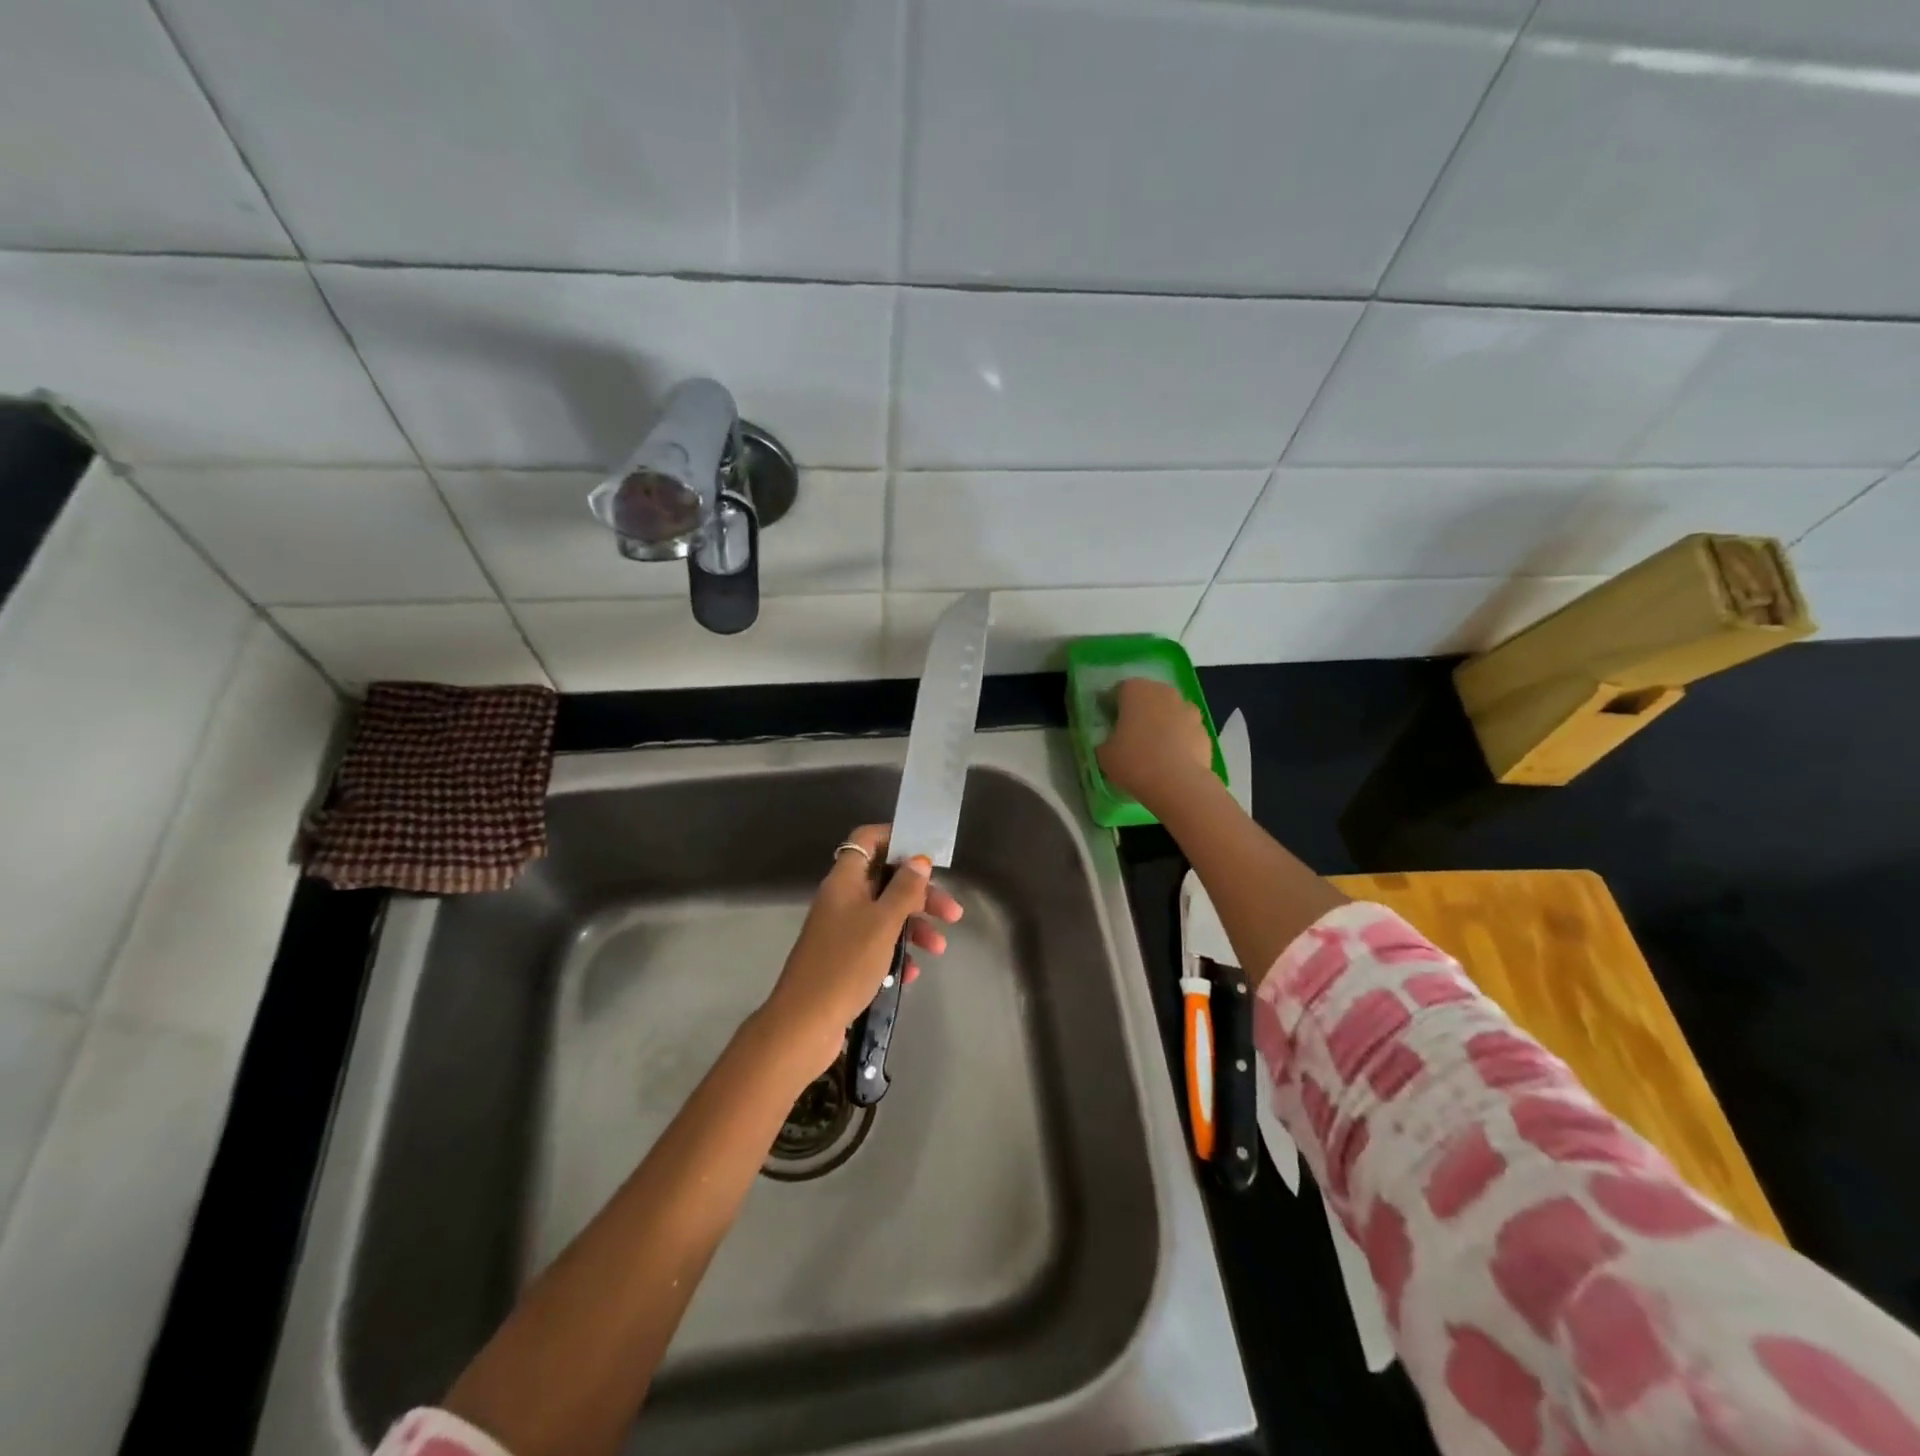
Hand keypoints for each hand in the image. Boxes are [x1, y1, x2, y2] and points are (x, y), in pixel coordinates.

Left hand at [760, 823, 964, 1078]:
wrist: (804, 1024)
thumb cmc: (845, 964)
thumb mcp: (883, 923)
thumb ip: (904, 889)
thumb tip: (919, 860)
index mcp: (844, 880)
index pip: (868, 840)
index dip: (896, 838)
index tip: (927, 853)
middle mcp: (841, 899)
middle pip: (885, 880)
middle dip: (920, 894)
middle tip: (951, 913)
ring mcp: (841, 930)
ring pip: (884, 914)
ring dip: (914, 926)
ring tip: (938, 949)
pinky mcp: (843, 959)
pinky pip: (876, 944)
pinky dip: (896, 953)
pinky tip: (910, 974)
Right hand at [1096, 677, 1215, 812]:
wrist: (1178, 784)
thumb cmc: (1134, 761)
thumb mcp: (1103, 753)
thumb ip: (1105, 740)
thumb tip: (1111, 742)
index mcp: (1136, 690)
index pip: (1118, 691)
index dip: (1111, 707)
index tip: (1108, 724)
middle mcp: (1164, 692)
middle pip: (1147, 697)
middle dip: (1139, 712)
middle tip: (1129, 735)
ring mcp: (1188, 710)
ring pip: (1169, 713)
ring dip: (1161, 724)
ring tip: (1152, 750)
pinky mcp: (1204, 730)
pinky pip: (1185, 731)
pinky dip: (1178, 740)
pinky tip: (1171, 761)